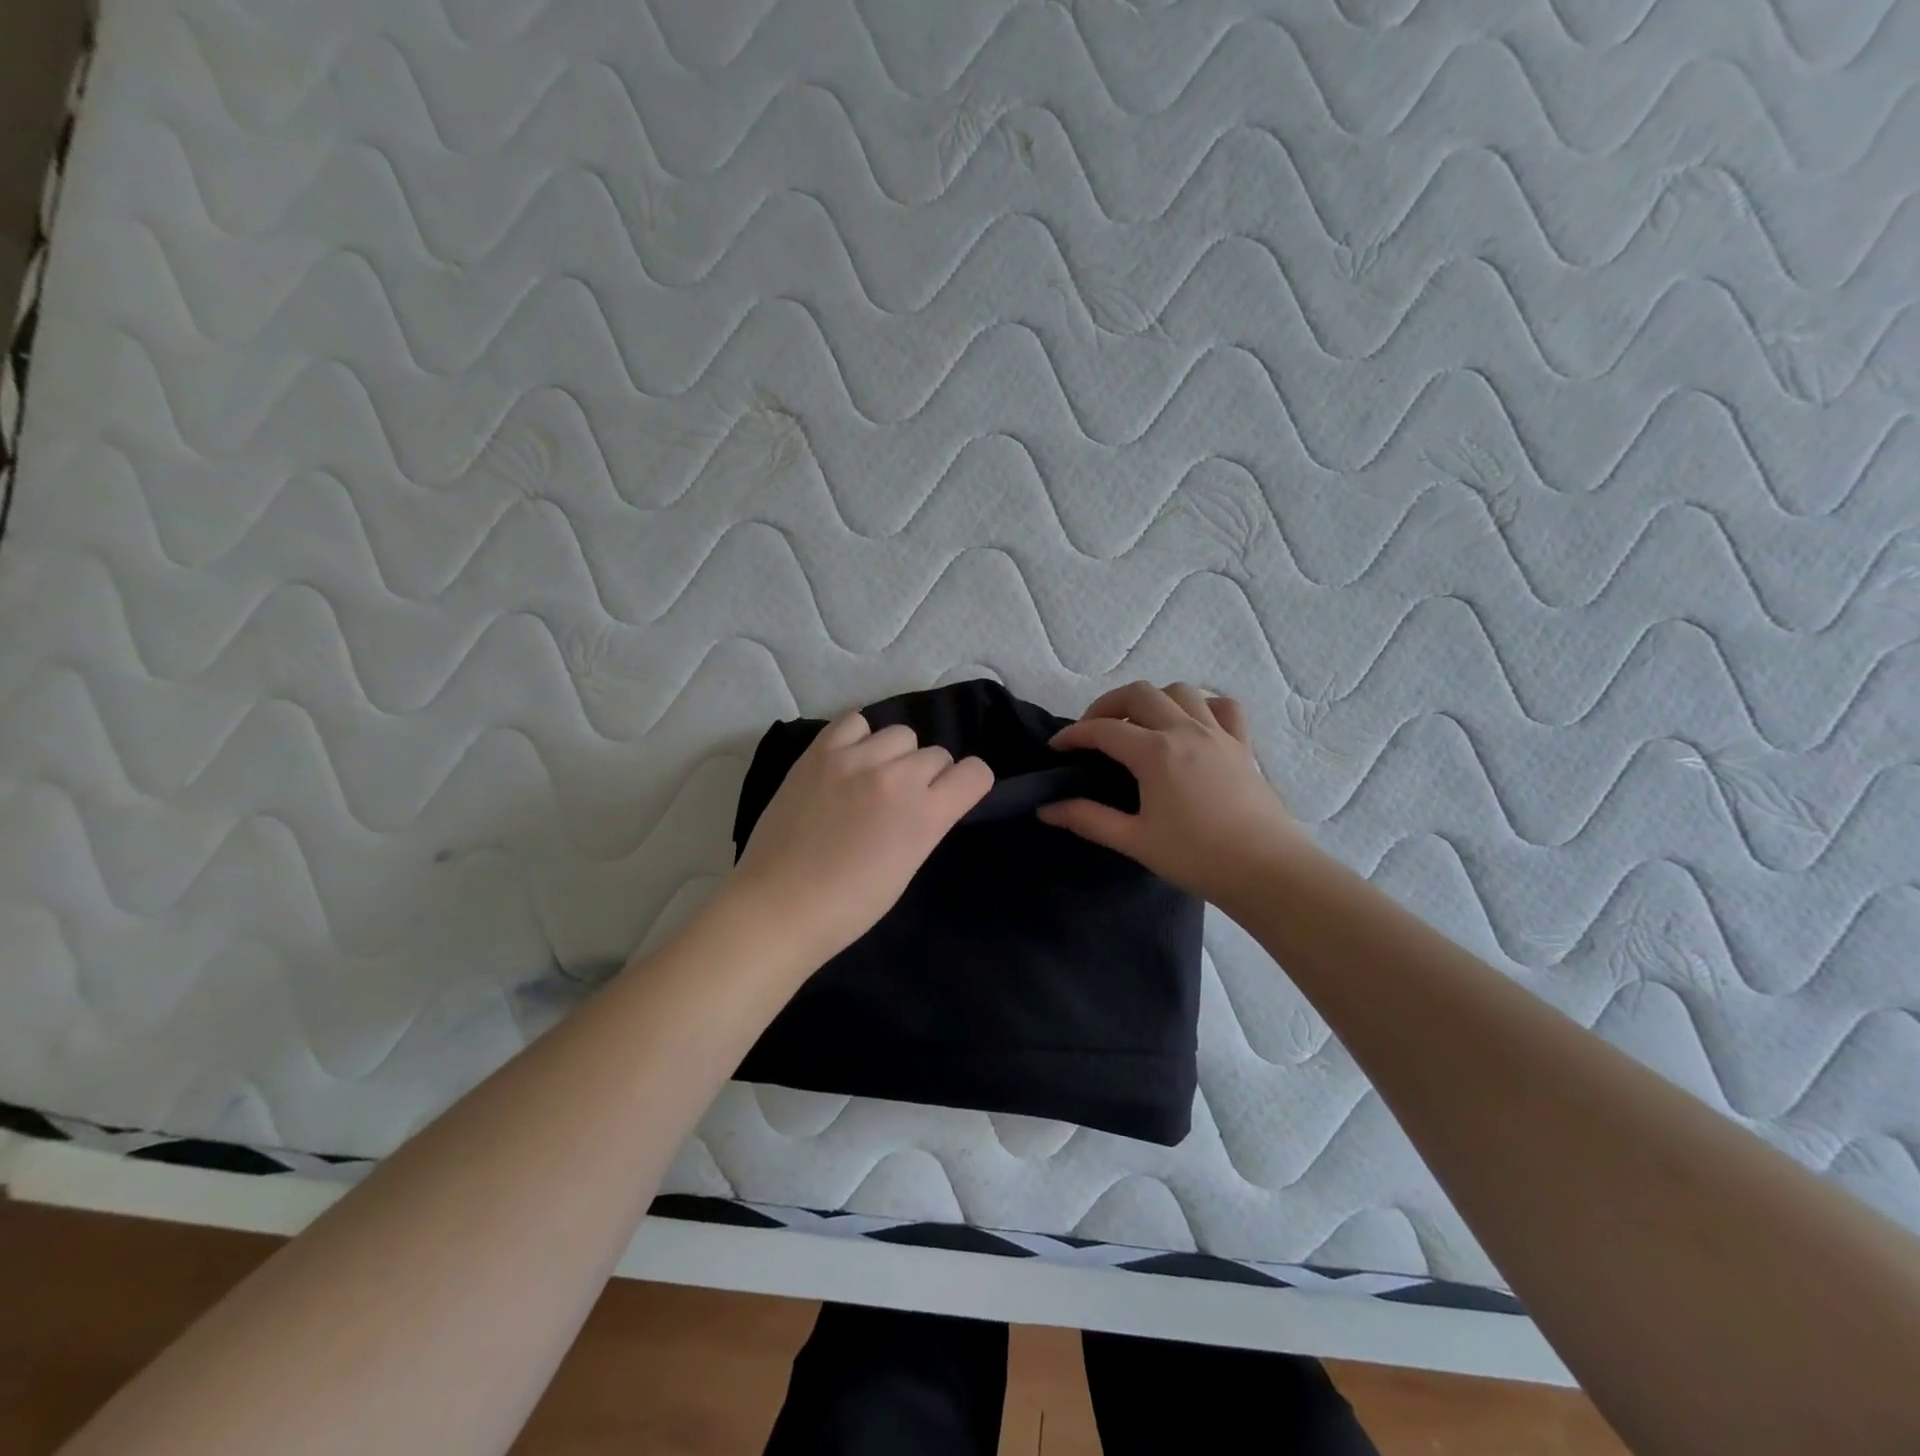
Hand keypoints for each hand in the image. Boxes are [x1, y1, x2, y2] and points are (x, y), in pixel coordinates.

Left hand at [724, 711, 993, 969]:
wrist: (779, 906)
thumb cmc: (849, 906)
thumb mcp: (907, 866)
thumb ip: (925, 823)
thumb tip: (928, 800)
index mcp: (924, 814)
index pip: (975, 773)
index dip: (968, 785)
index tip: (952, 798)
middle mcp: (895, 777)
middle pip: (937, 754)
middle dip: (929, 776)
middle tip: (901, 802)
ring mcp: (854, 759)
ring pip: (900, 734)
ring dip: (895, 756)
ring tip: (871, 779)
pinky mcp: (819, 753)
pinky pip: (855, 722)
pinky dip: (859, 738)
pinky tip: (848, 762)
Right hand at [1038, 681, 1318, 907]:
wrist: (1266, 871)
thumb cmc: (1196, 857)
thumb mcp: (1134, 840)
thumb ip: (1088, 819)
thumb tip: (1046, 809)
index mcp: (1155, 752)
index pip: (1103, 729)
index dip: (1074, 734)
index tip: (1057, 747)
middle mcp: (1185, 730)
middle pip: (1138, 693)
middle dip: (1107, 705)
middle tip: (1093, 731)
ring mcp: (1218, 734)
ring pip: (1180, 691)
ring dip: (1152, 699)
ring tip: (1139, 725)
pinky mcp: (1243, 745)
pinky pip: (1222, 707)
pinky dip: (1201, 705)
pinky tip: (1191, 725)